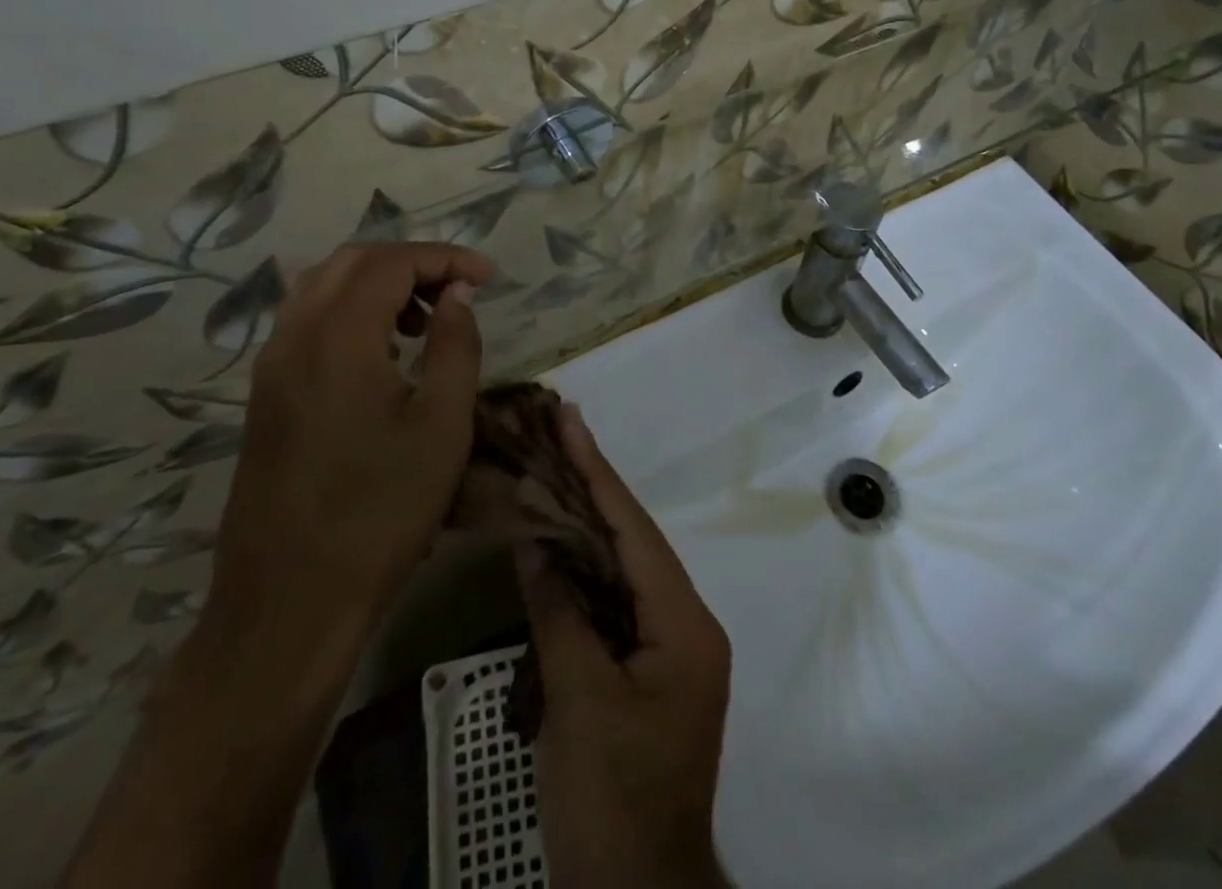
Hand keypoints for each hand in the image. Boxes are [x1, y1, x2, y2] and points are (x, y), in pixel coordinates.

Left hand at [198, 241, 493, 678]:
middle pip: (353, 262)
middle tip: (459, 289)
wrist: (289, 603)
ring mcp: (271, 367)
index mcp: (337, 337)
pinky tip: (384, 352)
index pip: (392, 262)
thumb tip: (456, 293)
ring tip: (426, 319)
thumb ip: (455, 344)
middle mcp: (294, 337)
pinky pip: (308, 322)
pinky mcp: (265, 395)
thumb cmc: (380, 511)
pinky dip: (351, 312)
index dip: (446, 257)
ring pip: (324, 287)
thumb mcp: (442, 424)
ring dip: (379, 285)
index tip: (489, 276)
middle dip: (412, 263)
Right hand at [517, 406, 732, 888]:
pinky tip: (557, 546)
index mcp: (684, 623)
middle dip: (593, 488)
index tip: (573, 422)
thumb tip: (537, 542)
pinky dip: (583, 572)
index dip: (599, 473)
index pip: (635, 531)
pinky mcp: (645, 670)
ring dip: (586, 525)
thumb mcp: (580, 703)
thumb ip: (560, 613)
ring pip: (622, 569)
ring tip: (553, 472)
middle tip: (559, 433)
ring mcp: (666, 648)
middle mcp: (684, 623)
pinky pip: (613, 603)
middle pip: (632, 541)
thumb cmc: (613, 800)